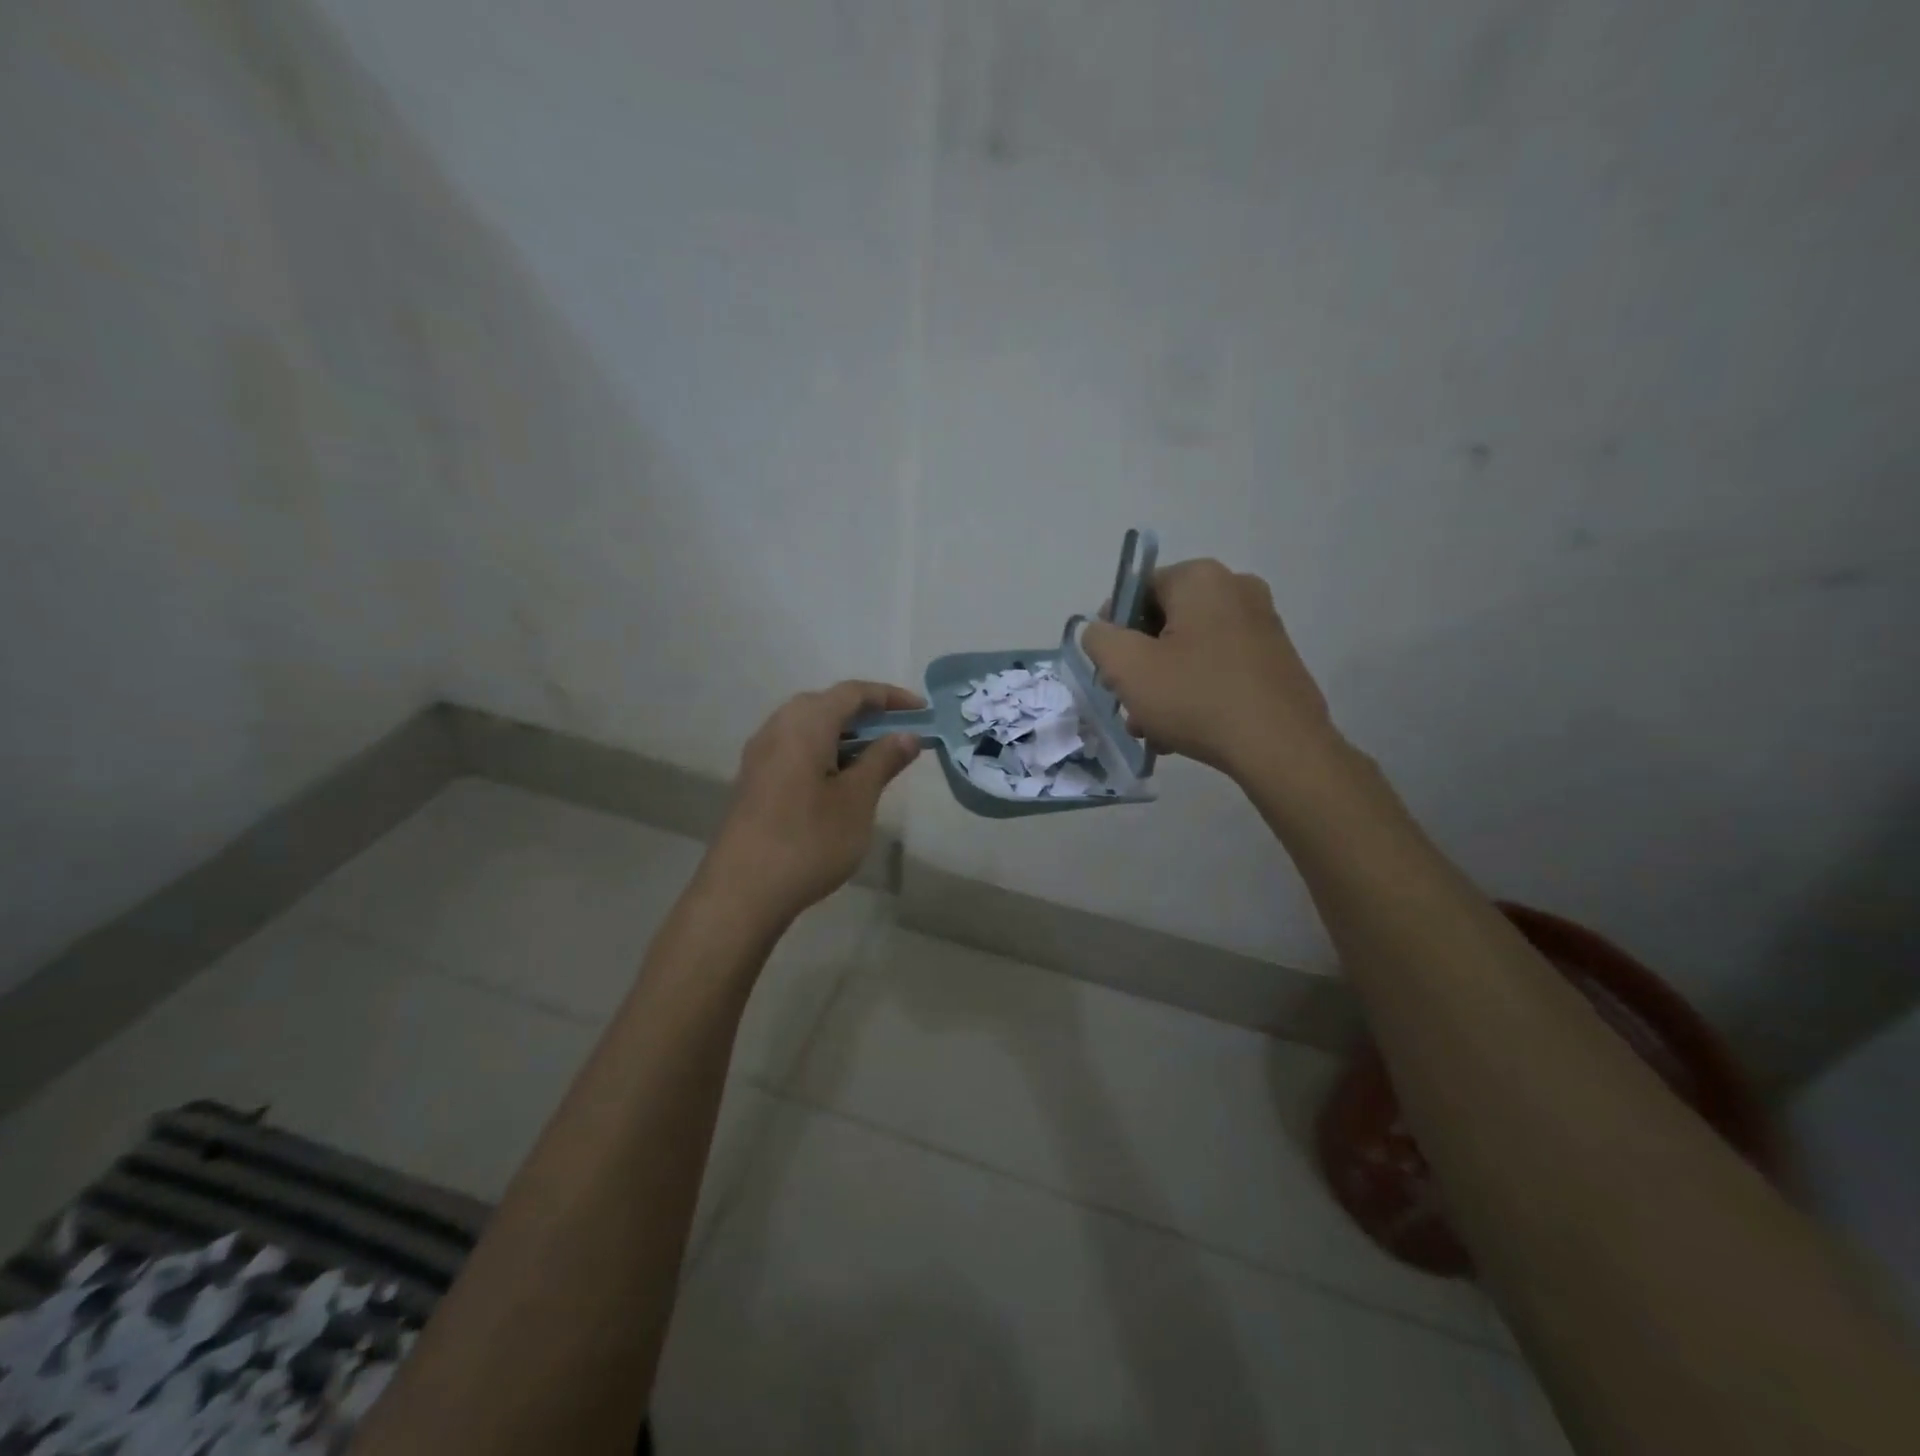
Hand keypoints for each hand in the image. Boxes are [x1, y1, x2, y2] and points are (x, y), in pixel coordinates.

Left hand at [701, 680, 923, 926]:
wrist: (742, 892)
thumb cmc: (809, 841)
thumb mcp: (857, 800)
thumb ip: (882, 760)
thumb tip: (906, 735)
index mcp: (805, 723)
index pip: (853, 692)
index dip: (890, 697)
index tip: (922, 711)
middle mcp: (778, 727)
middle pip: (828, 704)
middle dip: (868, 714)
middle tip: (900, 735)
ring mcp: (761, 754)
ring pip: (809, 727)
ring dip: (846, 735)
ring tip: (876, 759)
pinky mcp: (754, 780)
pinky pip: (795, 749)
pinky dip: (824, 752)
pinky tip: (840, 781)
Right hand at [1081, 558, 1337, 780]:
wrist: (1280, 746)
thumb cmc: (1196, 698)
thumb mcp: (1127, 667)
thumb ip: (1099, 639)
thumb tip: (1100, 631)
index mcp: (1200, 579)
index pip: (1137, 590)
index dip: (1114, 630)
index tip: (1109, 670)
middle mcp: (1236, 589)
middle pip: (1164, 624)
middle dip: (1140, 666)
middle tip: (1128, 705)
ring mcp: (1262, 624)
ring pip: (1190, 651)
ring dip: (1163, 686)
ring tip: (1152, 729)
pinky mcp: (1276, 659)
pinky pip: (1219, 667)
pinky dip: (1196, 692)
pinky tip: (1183, 732)